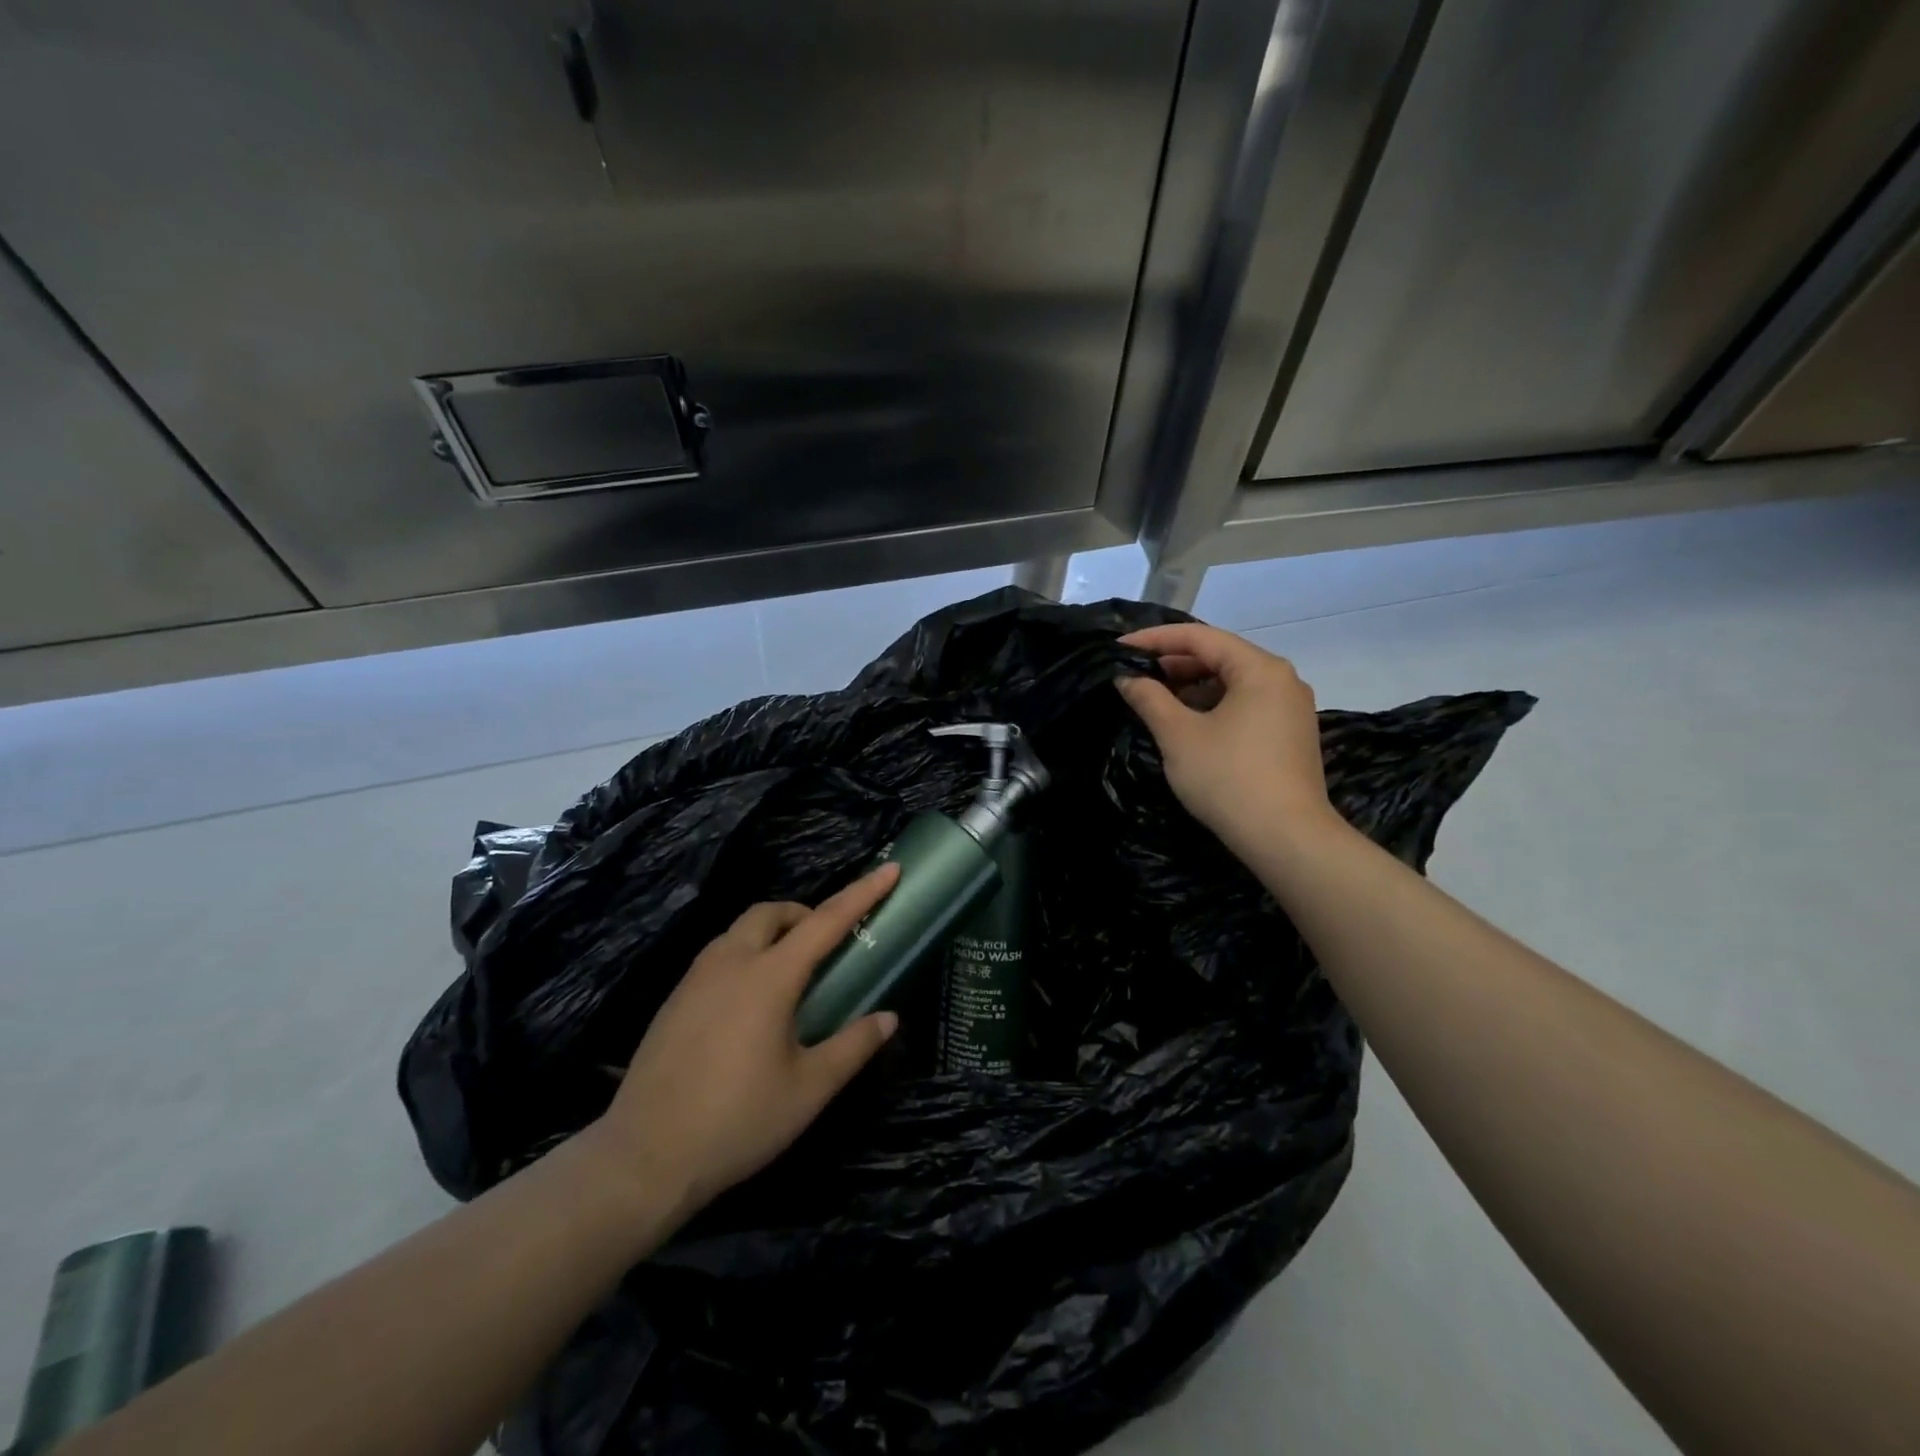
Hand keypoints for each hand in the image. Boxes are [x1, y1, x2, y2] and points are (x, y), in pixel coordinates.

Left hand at [583, 865, 902, 1213]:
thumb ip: (853, 1047)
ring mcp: (695, 979)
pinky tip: (748, 1004)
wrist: (644, 1158)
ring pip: (739, 930)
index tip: (890, 869)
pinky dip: (745, 956)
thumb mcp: (808, 1090)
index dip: (862, 893)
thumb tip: (888, 1018)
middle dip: (804, 914)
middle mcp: (730, 962)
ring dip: (771, 933)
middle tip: (825, 946)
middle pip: (771, 913)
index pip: (825, 921)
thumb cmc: (737, 1120)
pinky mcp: (673, 1000)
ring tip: (790, 975)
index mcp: (769, 977)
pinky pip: (718, 955)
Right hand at [1116, 623, 1341, 856]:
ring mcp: (1291, 708)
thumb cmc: (1228, 778)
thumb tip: (1126, 677)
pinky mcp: (1291, 735)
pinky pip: (1246, 705)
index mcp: (1259, 668)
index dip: (1155, 639)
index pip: (1200, 637)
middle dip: (1174, 663)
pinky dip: (1213, 705)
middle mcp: (1282, 679)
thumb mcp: (1179, 736)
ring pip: (1233, 682)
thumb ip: (1149, 698)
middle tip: (1134, 674)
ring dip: (1192, 686)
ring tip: (1155, 698)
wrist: (1287, 838)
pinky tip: (1188, 723)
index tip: (1119, 647)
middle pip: (1220, 656)